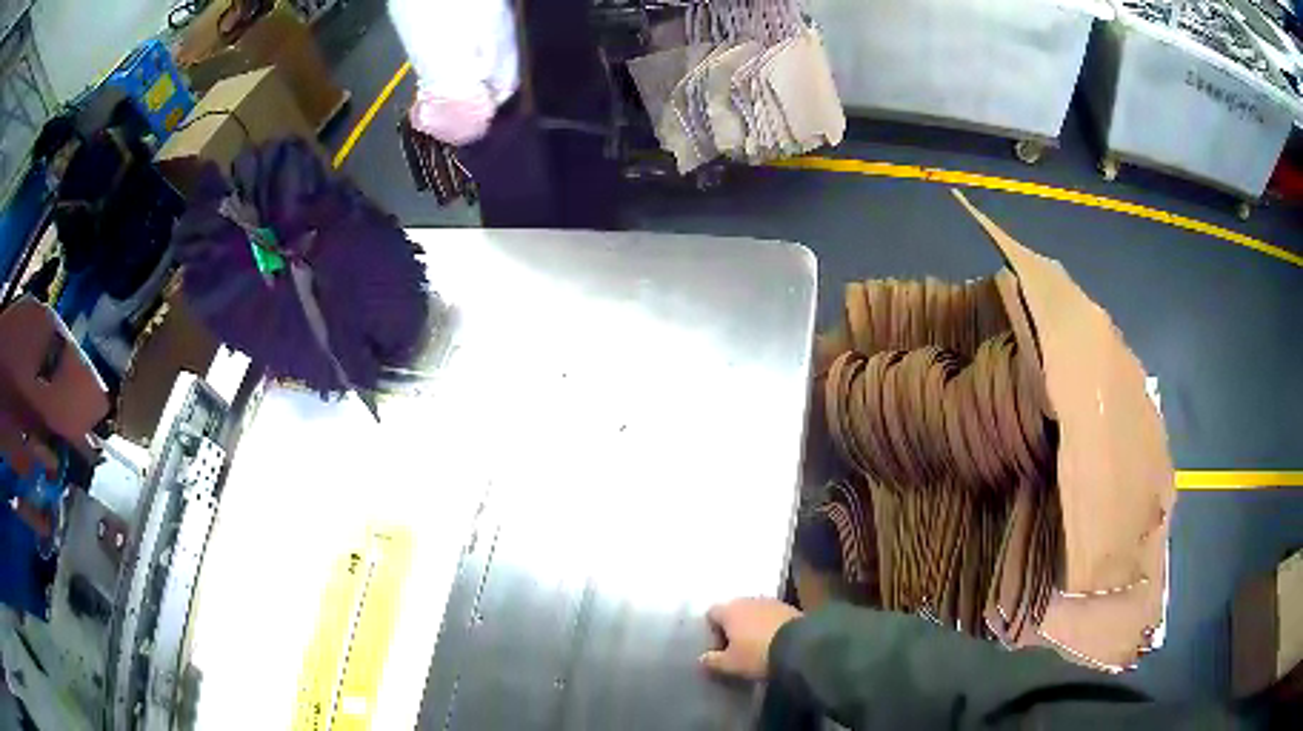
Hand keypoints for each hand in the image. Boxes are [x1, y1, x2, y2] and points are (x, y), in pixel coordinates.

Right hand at [700, 598, 802, 680]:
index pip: (712, 613)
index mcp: (729, 609)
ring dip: (752, 626)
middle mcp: (749, 599)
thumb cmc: (757, 654)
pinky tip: (773, 642)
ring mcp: (771, 601)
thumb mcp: (730, 664)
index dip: (712, 631)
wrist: (802, 646)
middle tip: (736, 649)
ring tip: (756, 646)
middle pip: (733, 611)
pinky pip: (771, 616)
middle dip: (733, 628)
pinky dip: (769, 626)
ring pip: (754, 612)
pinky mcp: (790, 607)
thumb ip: (712, 661)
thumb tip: (701, 659)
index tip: (719, 649)